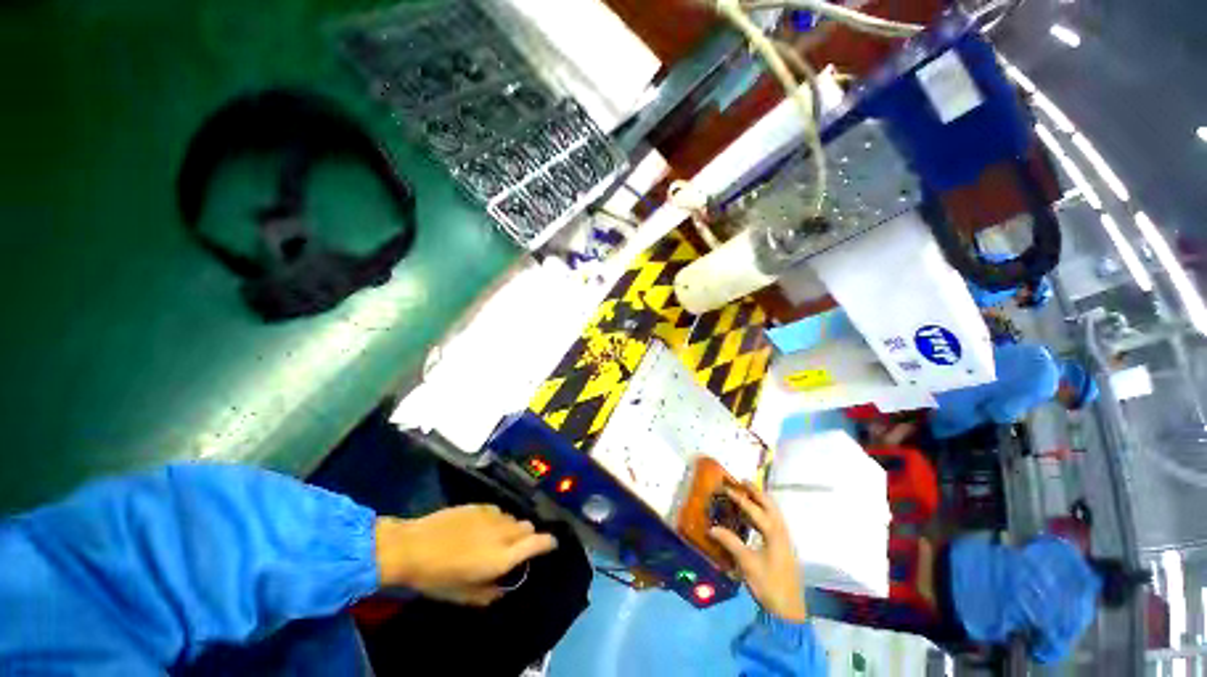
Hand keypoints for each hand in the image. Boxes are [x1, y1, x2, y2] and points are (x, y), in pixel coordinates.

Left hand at [374, 505, 556, 605]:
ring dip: (512, 528)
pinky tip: (483, 527)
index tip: (551, 545)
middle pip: (528, 527)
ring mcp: (492, 515)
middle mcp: (503, 532)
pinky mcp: (480, 505)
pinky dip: (498, 519)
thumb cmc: (438, 577)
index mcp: (502, 557)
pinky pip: (499, 511)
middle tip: (515, 548)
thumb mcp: (464, 595)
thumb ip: (490, 592)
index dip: (549, 542)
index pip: (538, 542)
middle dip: (528, 537)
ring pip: (514, 518)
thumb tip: (505, 586)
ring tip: (497, 537)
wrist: (412, 547)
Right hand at [709, 483, 805, 622]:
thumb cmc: (768, 584)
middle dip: (756, 492)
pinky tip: (755, 517)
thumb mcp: (746, 563)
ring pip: (775, 513)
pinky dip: (765, 512)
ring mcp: (785, 540)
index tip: (726, 487)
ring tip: (748, 493)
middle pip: (770, 505)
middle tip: (742, 481)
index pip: (755, 509)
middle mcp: (782, 532)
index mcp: (774, 533)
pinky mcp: (784, 547)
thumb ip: (730, 542)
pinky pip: (775, 521)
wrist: (788, 610)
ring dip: (762, 500)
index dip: (740, 498)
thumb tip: (711, 528)